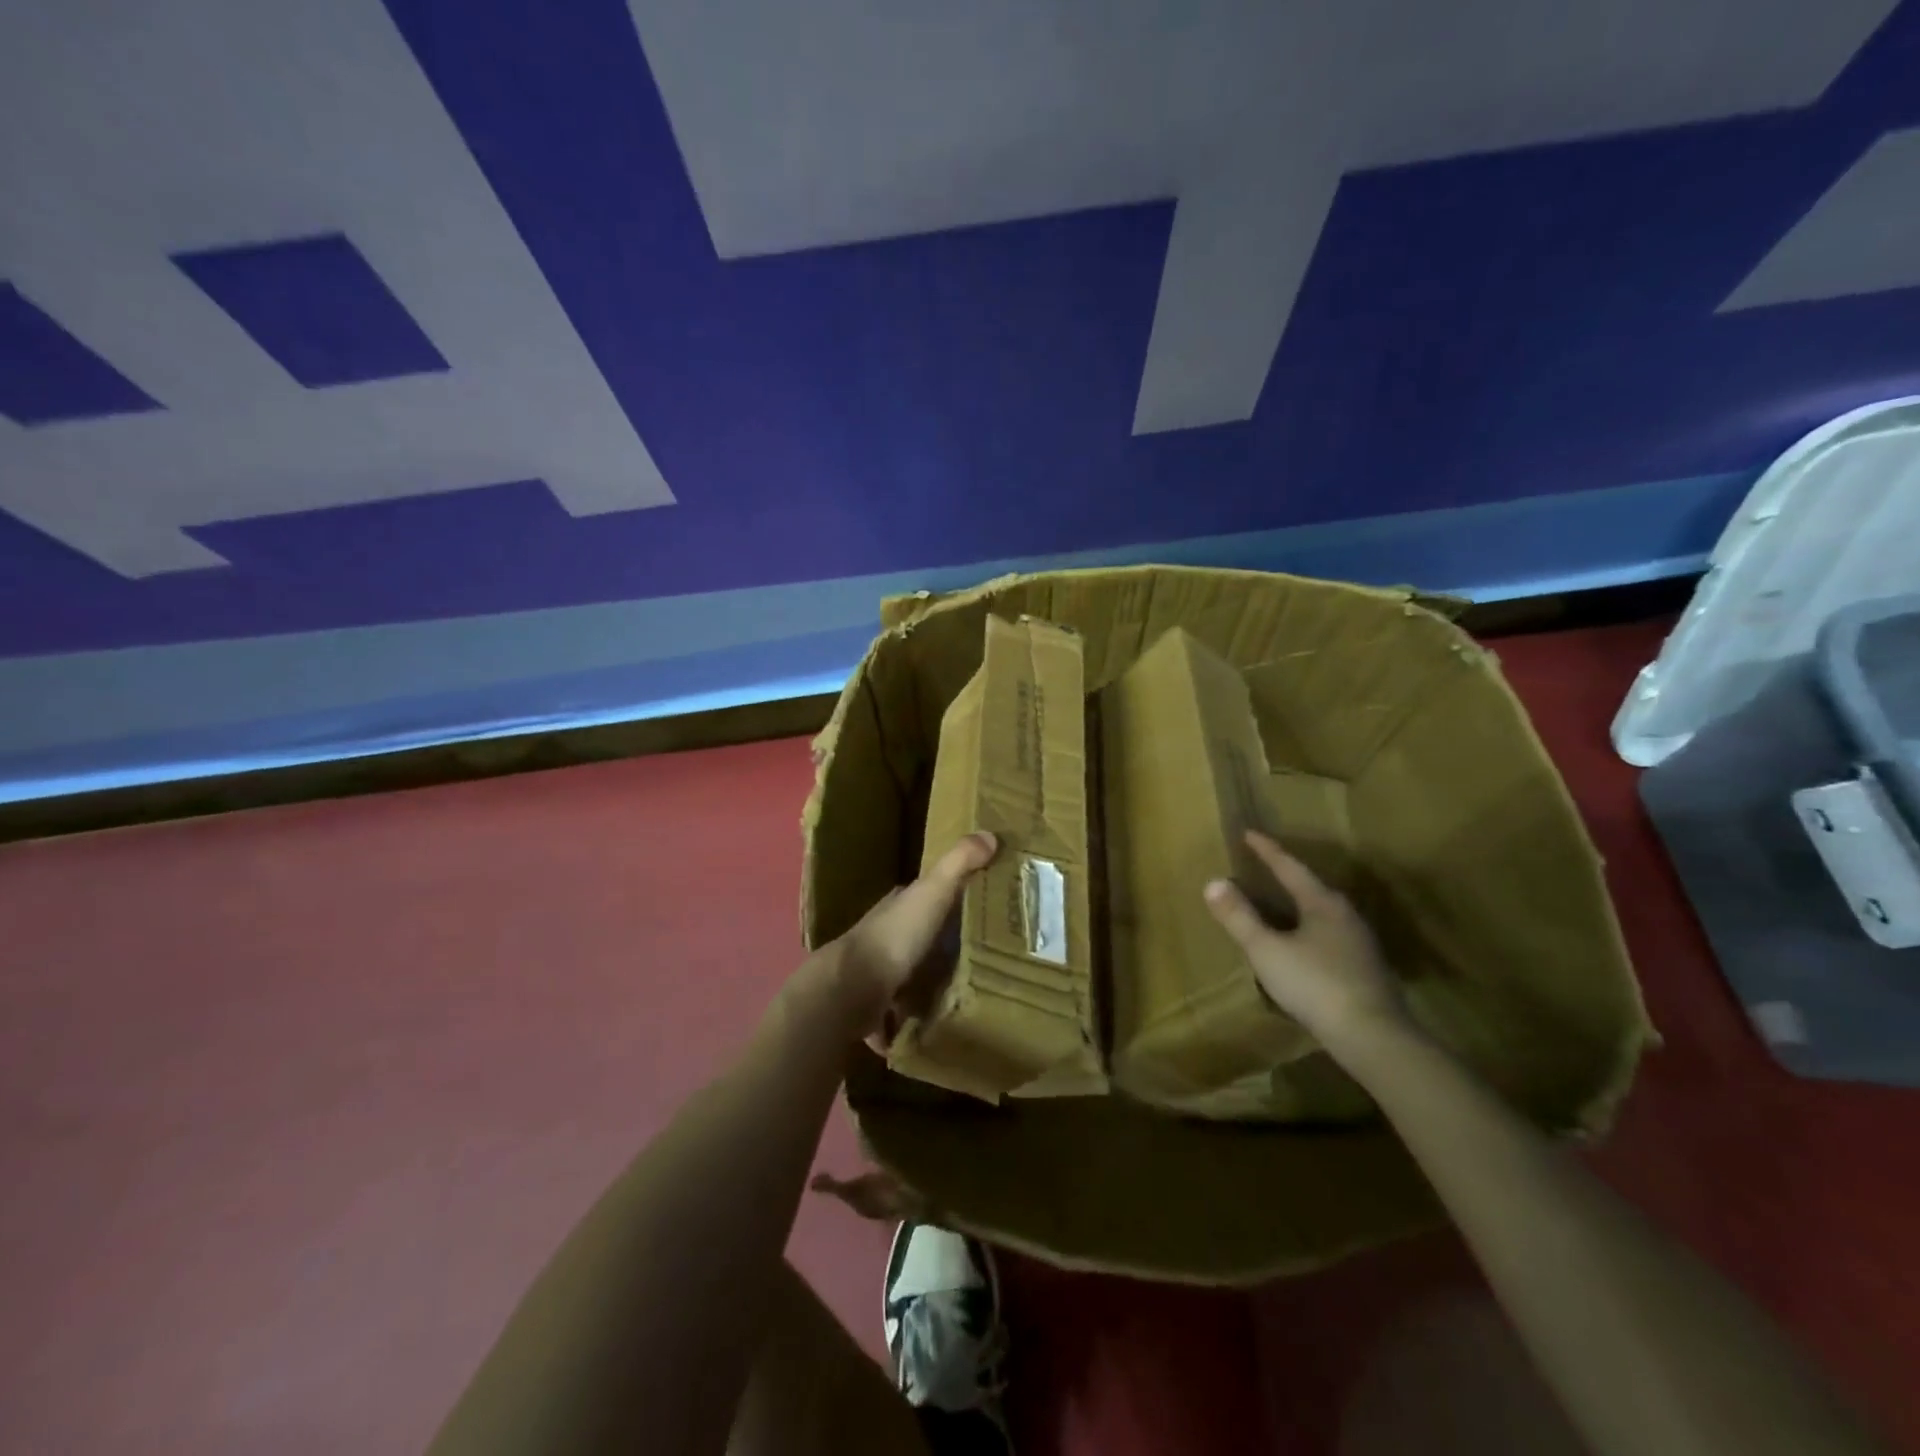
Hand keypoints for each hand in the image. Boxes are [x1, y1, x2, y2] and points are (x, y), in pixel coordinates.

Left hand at [812, 831, 997, 1038]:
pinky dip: (912, 1018)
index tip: (984, 908)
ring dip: (929, 981)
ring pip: (910, 972)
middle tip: (985, 956)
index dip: (953, 897)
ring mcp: (877, 972)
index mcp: (899, 905)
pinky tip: (935, 1025)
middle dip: (945, 943)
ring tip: (968, 993)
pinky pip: (899, 1011)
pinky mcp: (874, 1007)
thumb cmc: (896, 936)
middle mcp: (886, 934)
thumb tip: (990, 833)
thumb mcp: (932, 892)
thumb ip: (959, 864)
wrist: (852, 989)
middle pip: (921, 935)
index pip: (928, 895)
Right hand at [1203, 830, 1410, 1056]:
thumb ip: (1240, 917)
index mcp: (1323, 903)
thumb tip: (1213, 882)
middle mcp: (1346, 916)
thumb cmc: (1315, 985)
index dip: (1267, 850)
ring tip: (1278, 906)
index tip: (1248, 833)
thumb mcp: (1266, 950)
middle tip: (1263, 867)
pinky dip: (1309, 932)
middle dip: (1286, 877)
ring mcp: (1360, 944)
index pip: (1289, 867)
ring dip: (1299, 906)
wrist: (1374, 1037)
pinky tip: (1301, 947)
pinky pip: (1330, 937)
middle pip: (1311, 887)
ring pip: (1323, 914)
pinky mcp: (1366, 970)